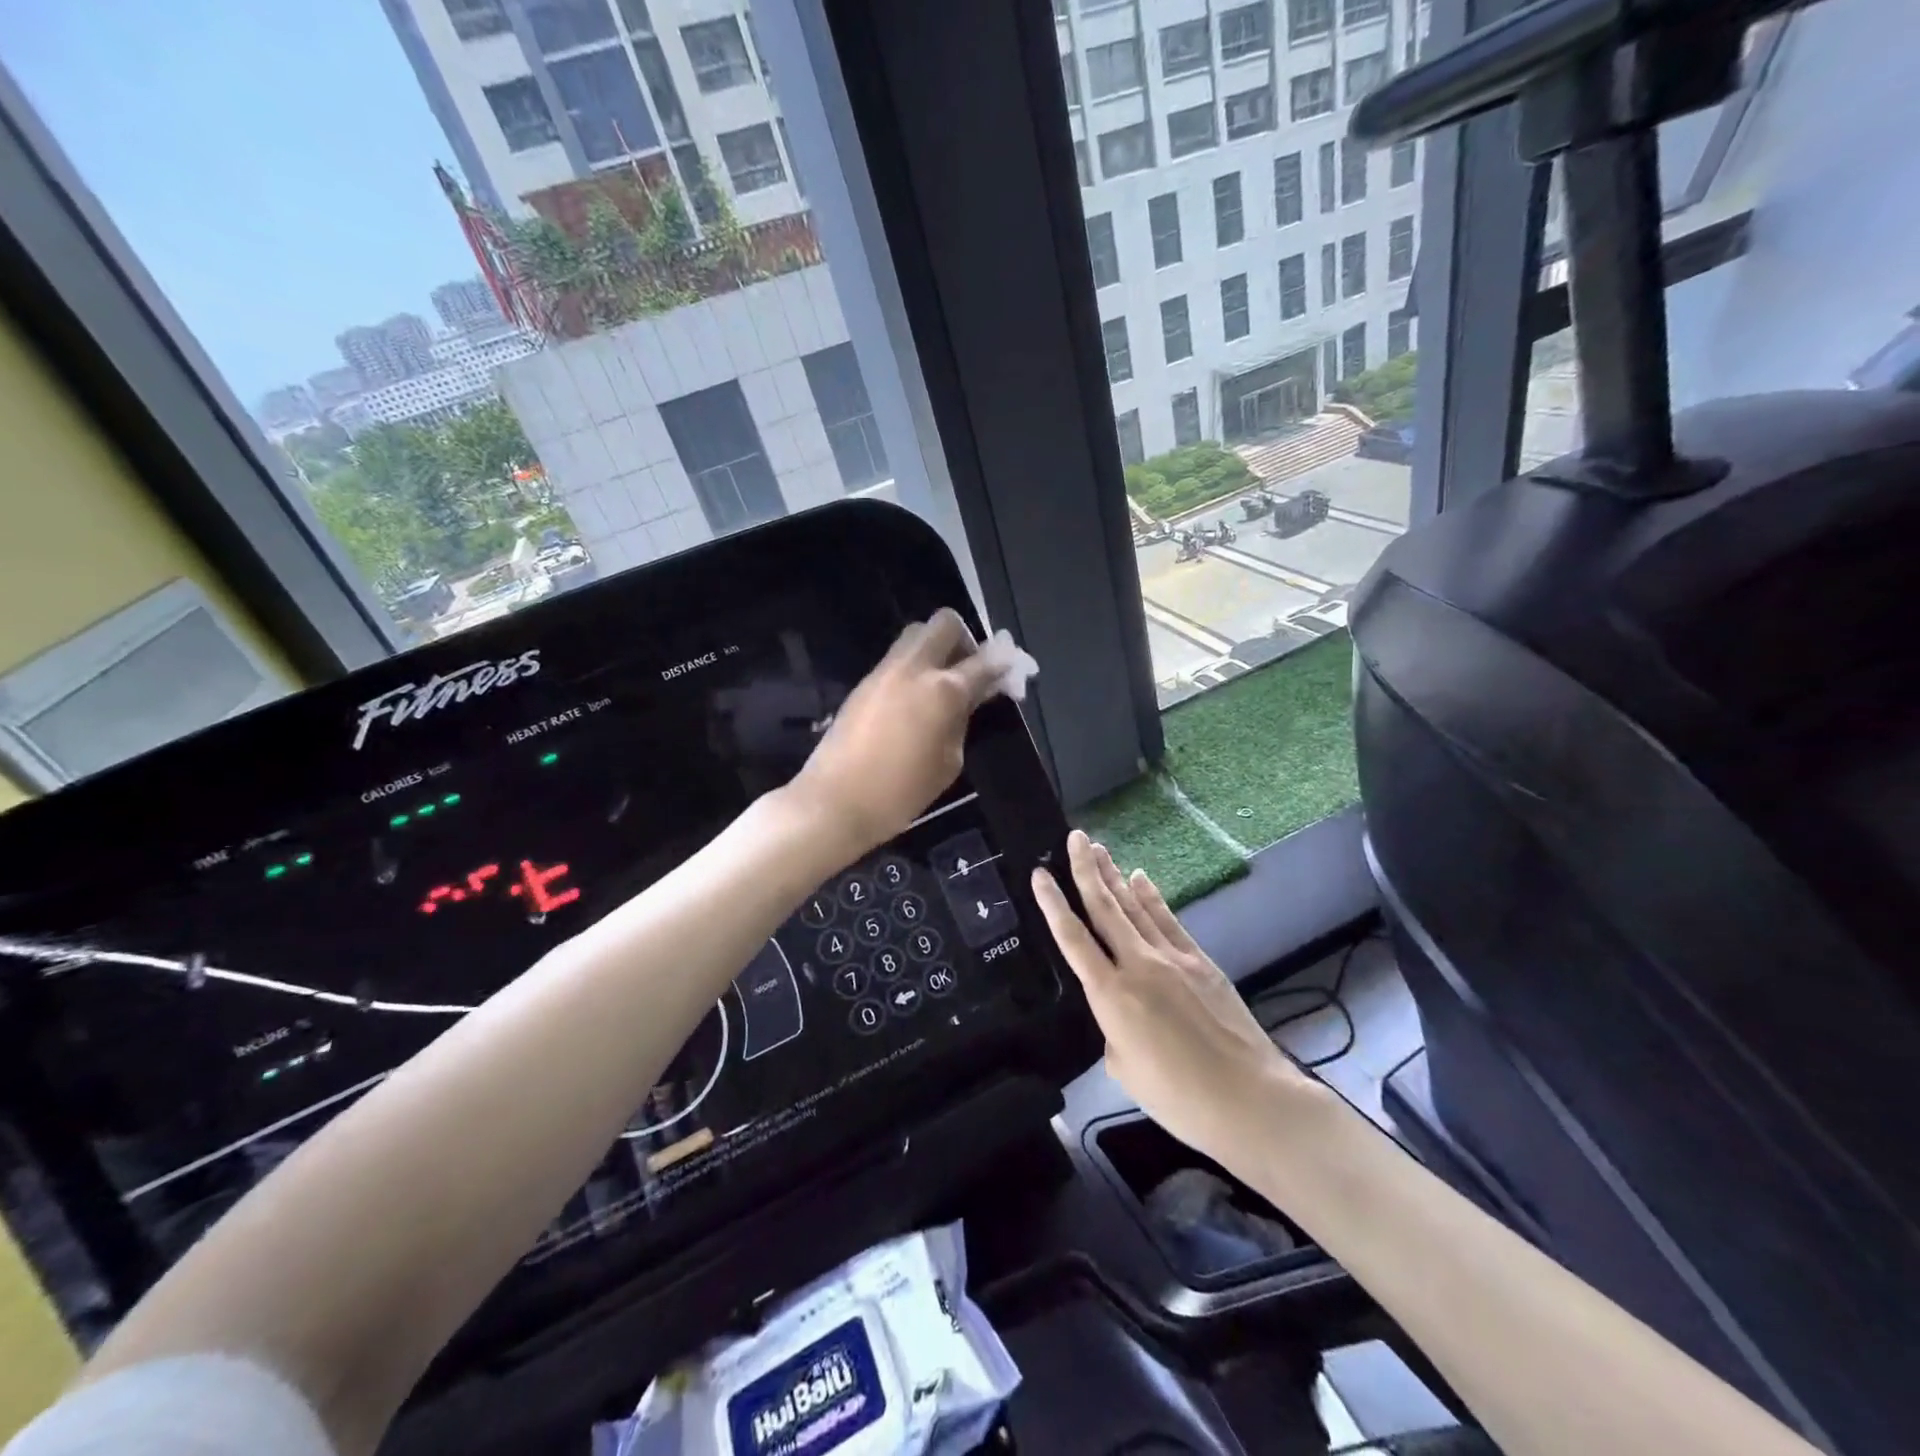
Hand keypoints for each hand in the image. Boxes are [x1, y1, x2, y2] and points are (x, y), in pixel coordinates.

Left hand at [790, 609, 1001, 856]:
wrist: (835, 802)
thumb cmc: (901, 792)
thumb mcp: (948, 762)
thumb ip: (963, 721)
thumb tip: (970, 698)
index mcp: (943, 690)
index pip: (984, 662)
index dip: (1003, 663)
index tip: (1012, 669)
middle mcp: (914, 668)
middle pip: (945, 623)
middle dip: (964, 639)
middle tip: (969, 670)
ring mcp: (884, 671)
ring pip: (916, 634)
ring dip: (936, 648)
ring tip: (941, 685)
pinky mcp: (864, 682)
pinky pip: (897, 658)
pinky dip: (914, 666)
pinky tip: (916, 699)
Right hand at [1032, 832, 1309, 1167]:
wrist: (1249, 1098)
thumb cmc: (1178, 1097)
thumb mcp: (1124, 1068)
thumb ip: (1113, 1029)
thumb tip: (1121, 1012)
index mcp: (1111, 995)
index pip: (1073, 939)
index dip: (1053, 904)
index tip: (1039, 874)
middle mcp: (1138, 964)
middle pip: (1105, 907)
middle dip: (1086, 869)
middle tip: (1074, 837)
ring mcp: (1173, 958)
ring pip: (1134, 906)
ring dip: (1114, 875)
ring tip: (1098, 848)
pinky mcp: (1200, 961)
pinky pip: (1168, 919)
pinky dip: (1151, 896)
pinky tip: (1139, 877)